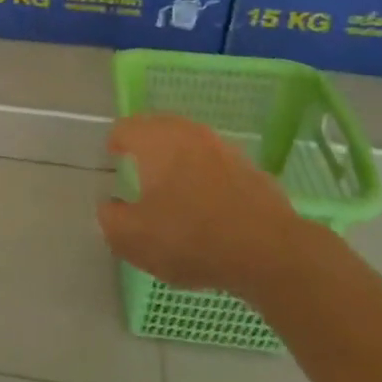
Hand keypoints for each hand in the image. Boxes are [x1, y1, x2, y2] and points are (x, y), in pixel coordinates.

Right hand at [98, 113, 323, 298]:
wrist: (272, 254)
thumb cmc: (191, 238)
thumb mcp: (132, 238)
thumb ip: (110, 218)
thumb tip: (109, 206)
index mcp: (156, 141)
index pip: (126, 127)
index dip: (115, 143)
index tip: (114, 160)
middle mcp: (190, 134)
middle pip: (160, 129)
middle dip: (147, 145)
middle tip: (139, 169)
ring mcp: (225, 149)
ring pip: (192, 145)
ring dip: (180, 160)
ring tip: (173, 188)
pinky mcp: (253, 171)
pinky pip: (218, 166)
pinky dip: (207, 177)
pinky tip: (208, 206)